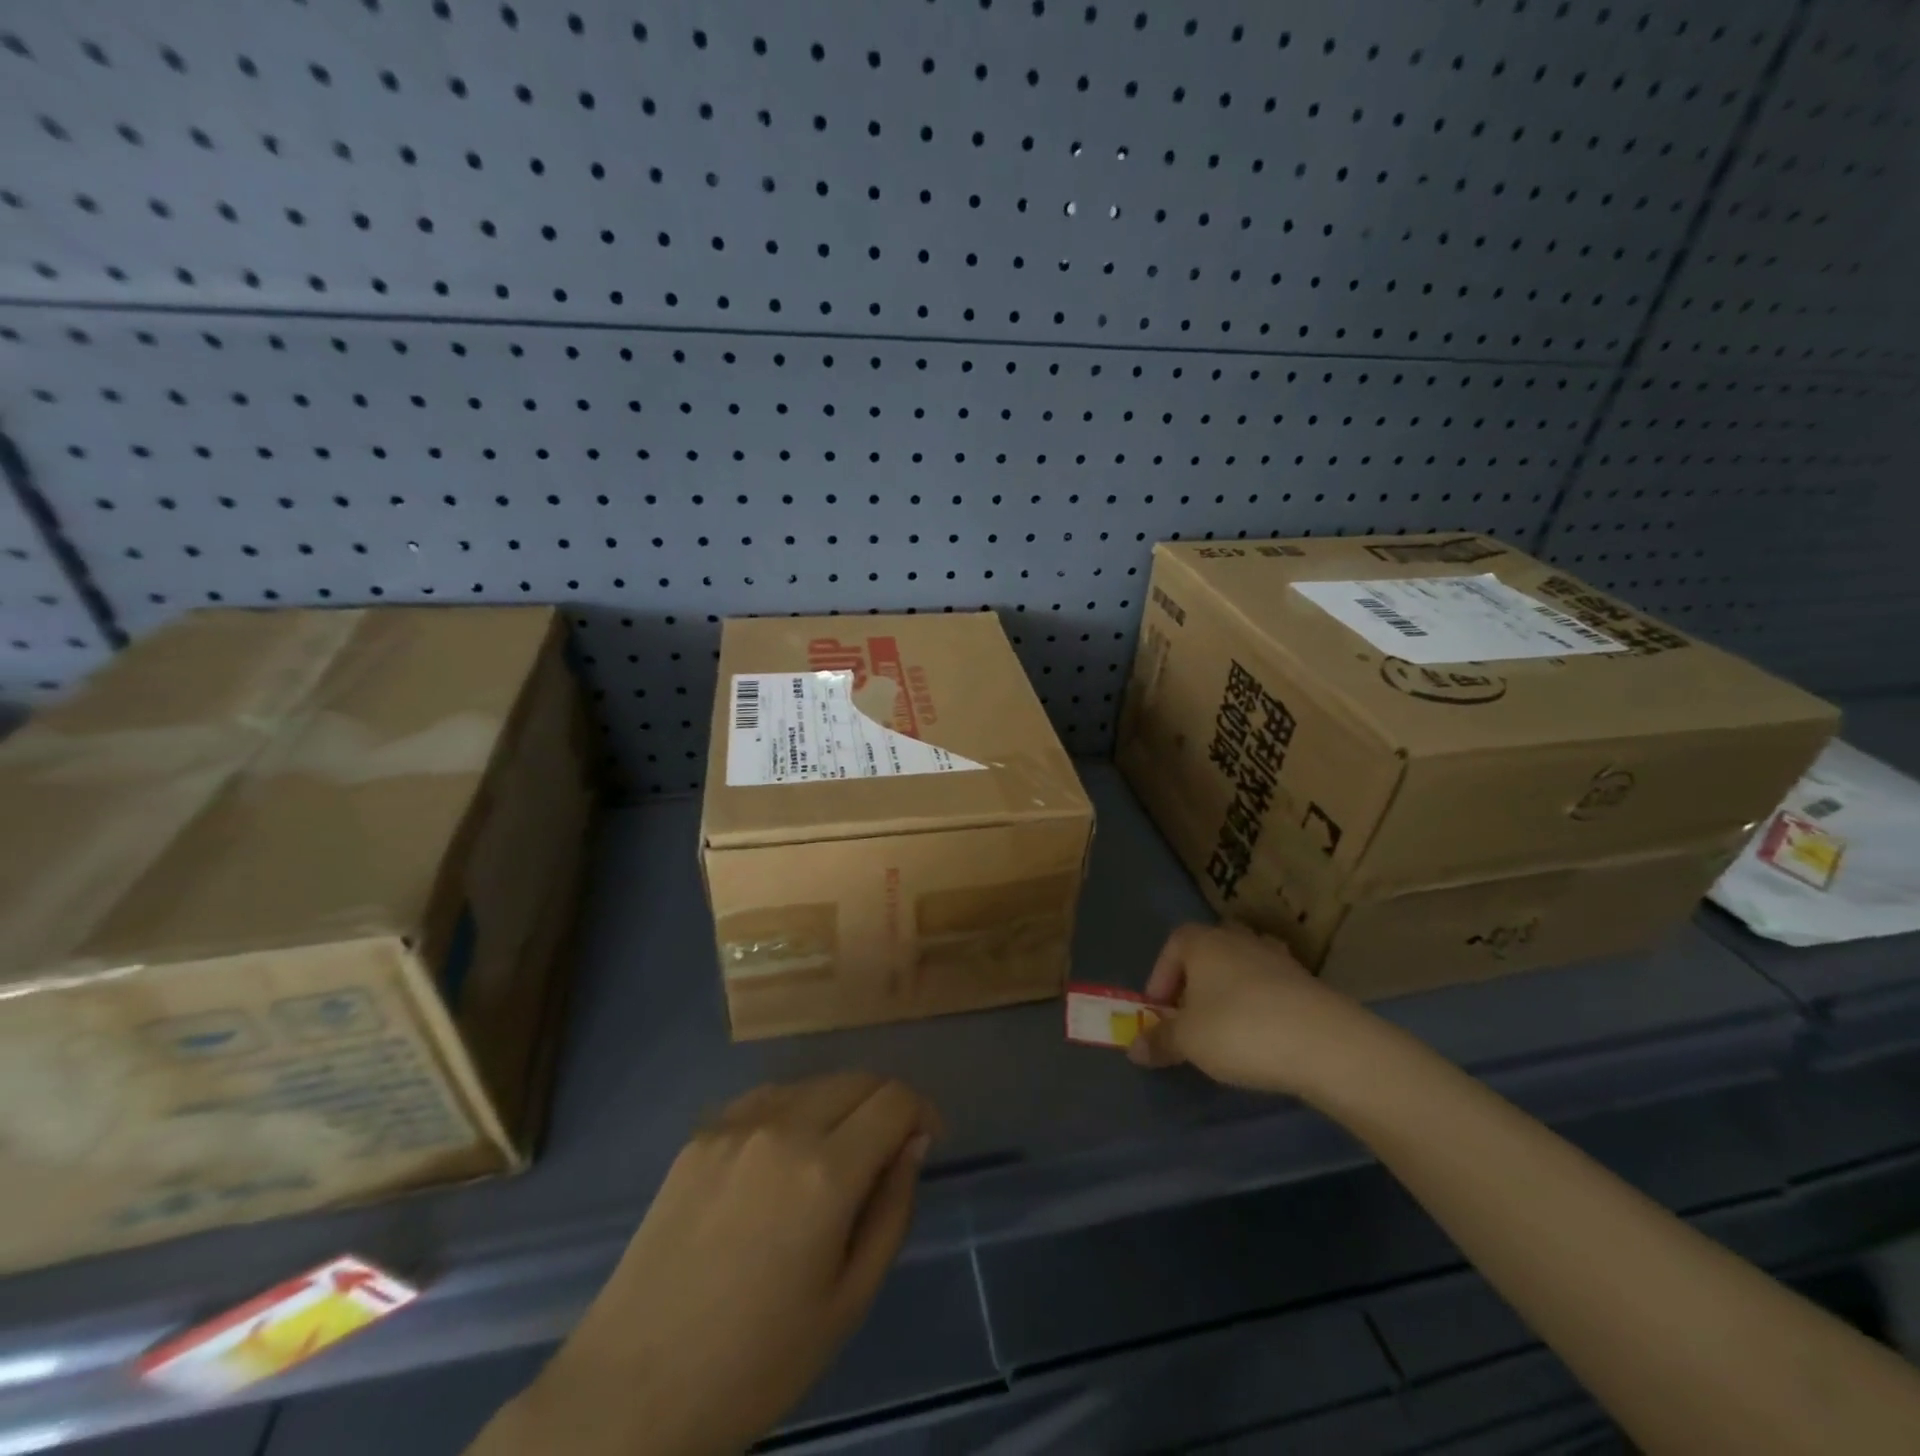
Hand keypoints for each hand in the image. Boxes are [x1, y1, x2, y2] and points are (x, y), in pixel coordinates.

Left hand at [514, 1074, 939, 1455]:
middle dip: (886, 1105)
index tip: (927, 1143)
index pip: (894, 1101)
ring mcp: (735, 1125)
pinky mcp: (700, 1134)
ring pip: (813, 1083)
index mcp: (825, 1172)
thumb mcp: (848, 1302)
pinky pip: (767, 1099)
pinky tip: (783, 1158)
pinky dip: (794, 1111)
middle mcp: (783, 1127)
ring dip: (841, 1106)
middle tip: (888, 1152)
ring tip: (835, 1158)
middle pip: (857, 1079)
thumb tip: (913, 1144)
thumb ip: (892, 1210)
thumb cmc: (756, 1363)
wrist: (631, 1390)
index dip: (922, 1112)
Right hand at [1128, 922, 1360, 1096]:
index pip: (1172, 945)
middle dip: (1194, 982)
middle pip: (1207, 953)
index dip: (1160, 976)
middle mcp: (1237, 938)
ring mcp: (1276, 957)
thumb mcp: (1188, 1041)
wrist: (1325, 1043)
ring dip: (1229, 992)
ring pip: (1241, 968)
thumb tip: (1134, 1048)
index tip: (1159, 1011)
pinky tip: (1263, 1035)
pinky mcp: (1307, 982)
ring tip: (1226, 1029)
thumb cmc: (1239, 1030)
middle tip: (1190, 1018)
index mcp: (1203, 941)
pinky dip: (1260, 1005)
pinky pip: (1271, 987)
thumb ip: (1159, 1041)